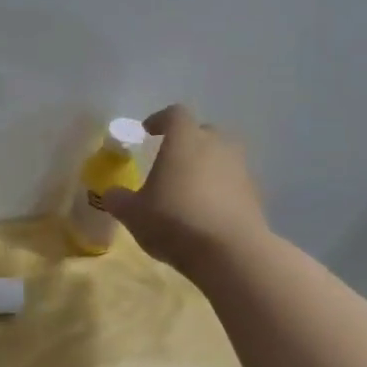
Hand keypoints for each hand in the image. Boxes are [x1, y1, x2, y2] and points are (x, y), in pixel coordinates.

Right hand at [101, 104, 268, 274]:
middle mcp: (216, 145)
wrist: (230, 252)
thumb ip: (119, 200)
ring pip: (221, 157)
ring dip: (206, 167)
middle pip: (202, 132)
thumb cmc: (174, 221)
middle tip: (170, 161)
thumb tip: (111, 194)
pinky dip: (220, 190)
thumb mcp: (133, 214)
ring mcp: (240, 168)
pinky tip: (206, 212)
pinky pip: (233, 182)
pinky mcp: (255, 194)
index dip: (160, 120)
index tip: (148, 132)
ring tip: (188, 190)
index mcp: (185, 140)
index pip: (174, 114)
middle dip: (187, 142)